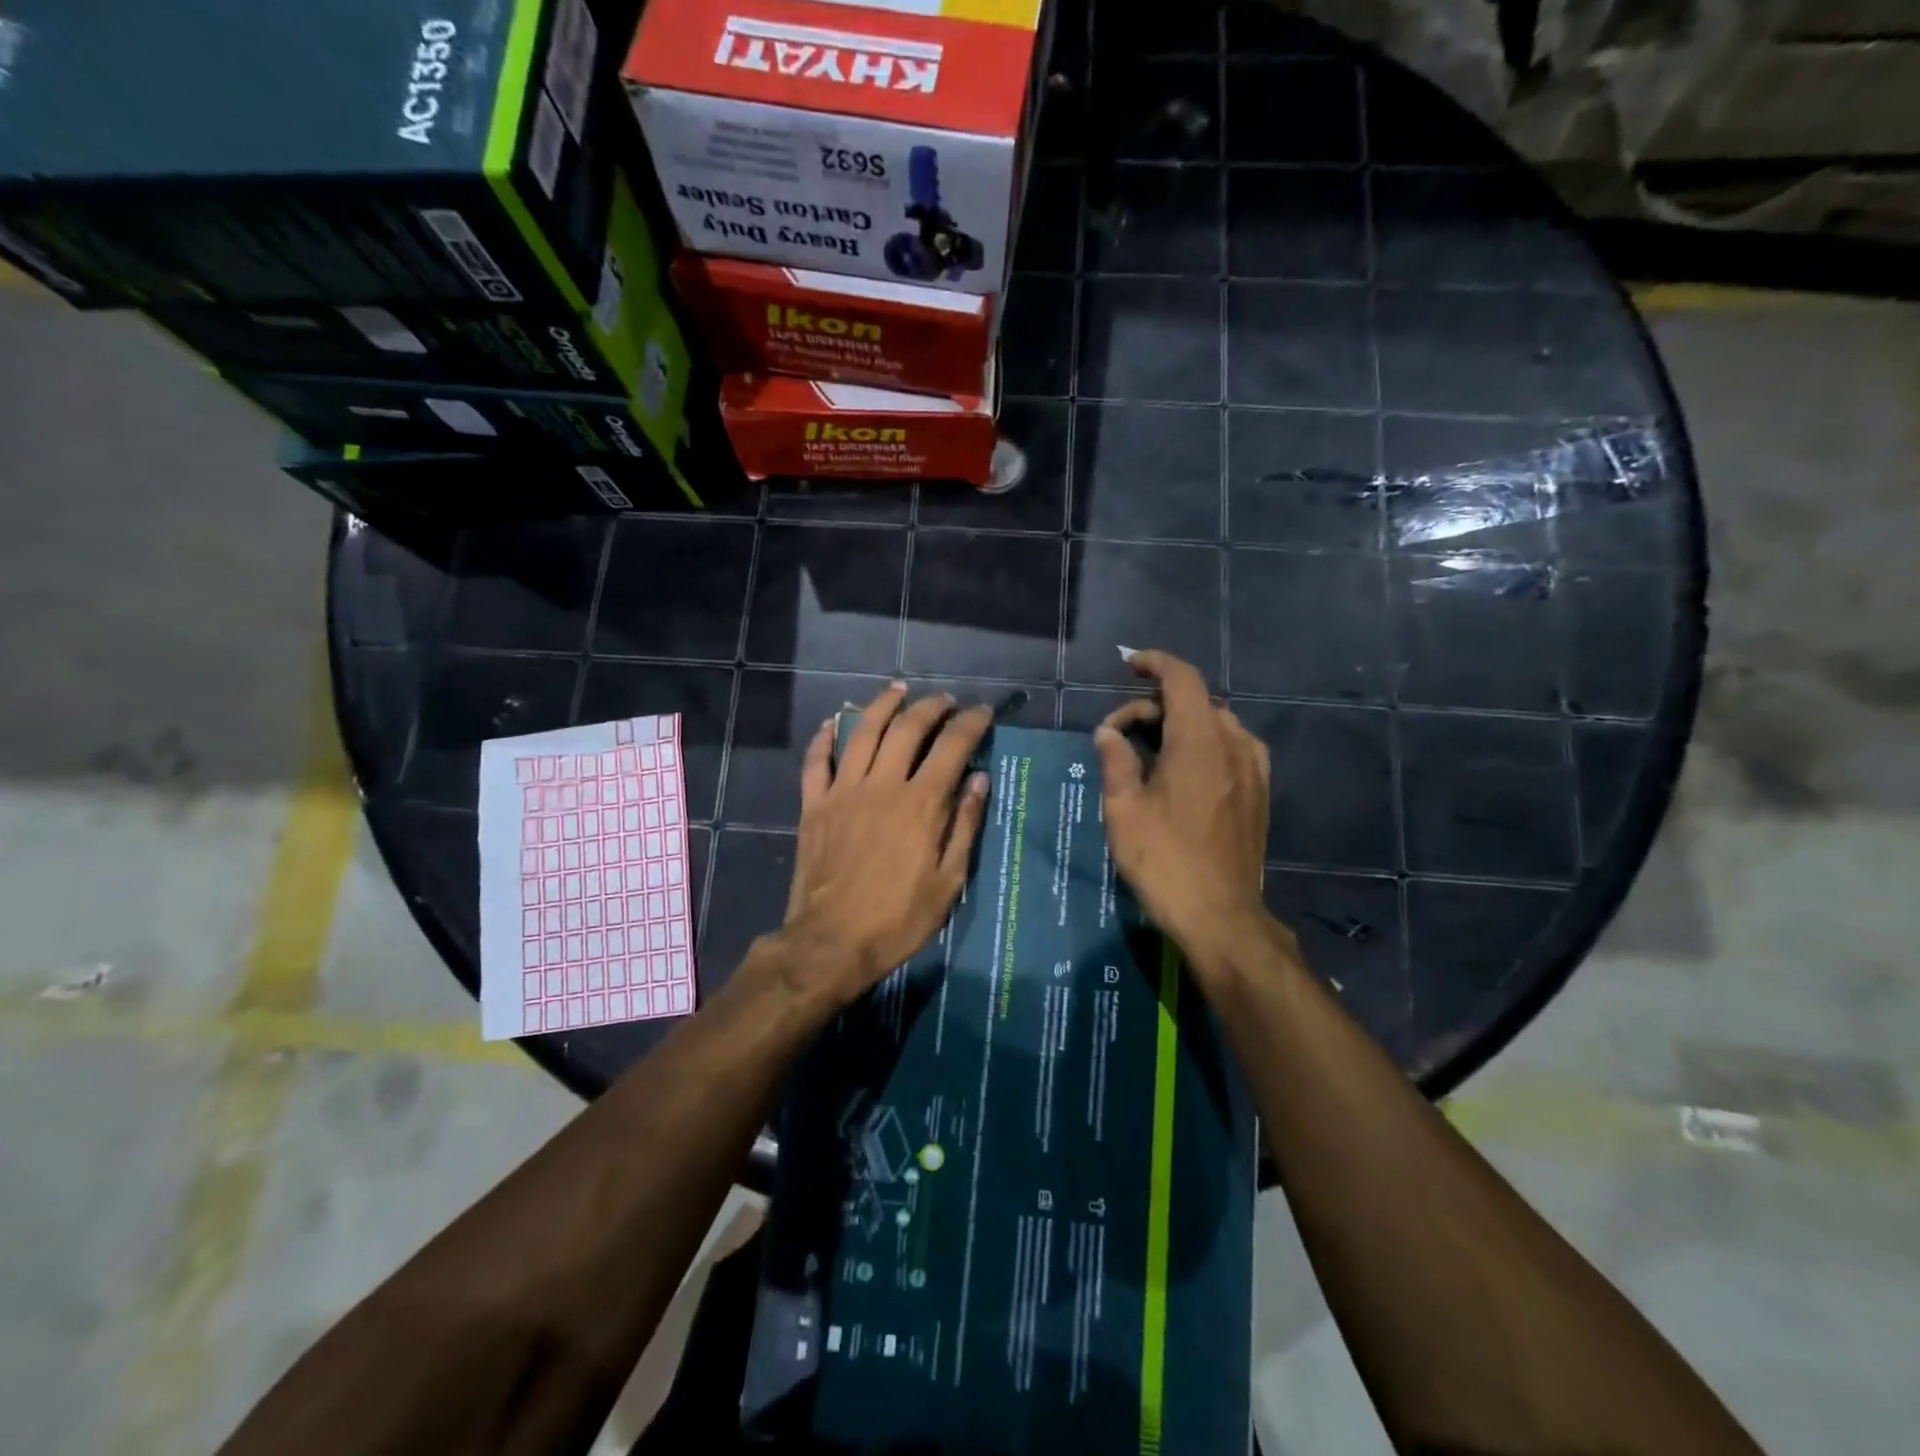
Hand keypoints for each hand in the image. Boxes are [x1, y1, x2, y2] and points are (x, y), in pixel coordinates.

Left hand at [772, 684, 991, 1007]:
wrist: (832, 942)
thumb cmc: (899, 918)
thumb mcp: (948, 881)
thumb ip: (965, 826)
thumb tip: (980, 779)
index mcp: (921, 804)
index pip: (952, 747)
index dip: (970, 723)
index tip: (982, 712)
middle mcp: (882, 785)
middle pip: (907, 728)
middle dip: (931, 707)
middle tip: (945, 701)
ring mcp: (843, 791)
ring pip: (861, 731)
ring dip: (882, 705)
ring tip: (898, 690)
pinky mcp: (814, 805)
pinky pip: (816, 761)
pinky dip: (825, 737)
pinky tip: (833, 723)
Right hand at [1093, 651, 1277, 972]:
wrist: (1220, 916)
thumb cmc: (1164, 859)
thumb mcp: (1123, 808)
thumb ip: (1115, 760)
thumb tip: (1108, 734)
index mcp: (1199, 740)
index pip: (1182, 679)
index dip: (1154, 663)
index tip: (1129, 665)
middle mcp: (1234, 744)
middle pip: (1194, 702)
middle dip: (1152, 707)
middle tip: (1117, 738)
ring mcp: (1253, 769)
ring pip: (1214, 724)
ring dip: (1178, 726)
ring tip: (1147, 755)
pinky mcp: (1259, 793)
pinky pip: (1231, 748)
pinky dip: (1202, 744)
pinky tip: (1181, 772)